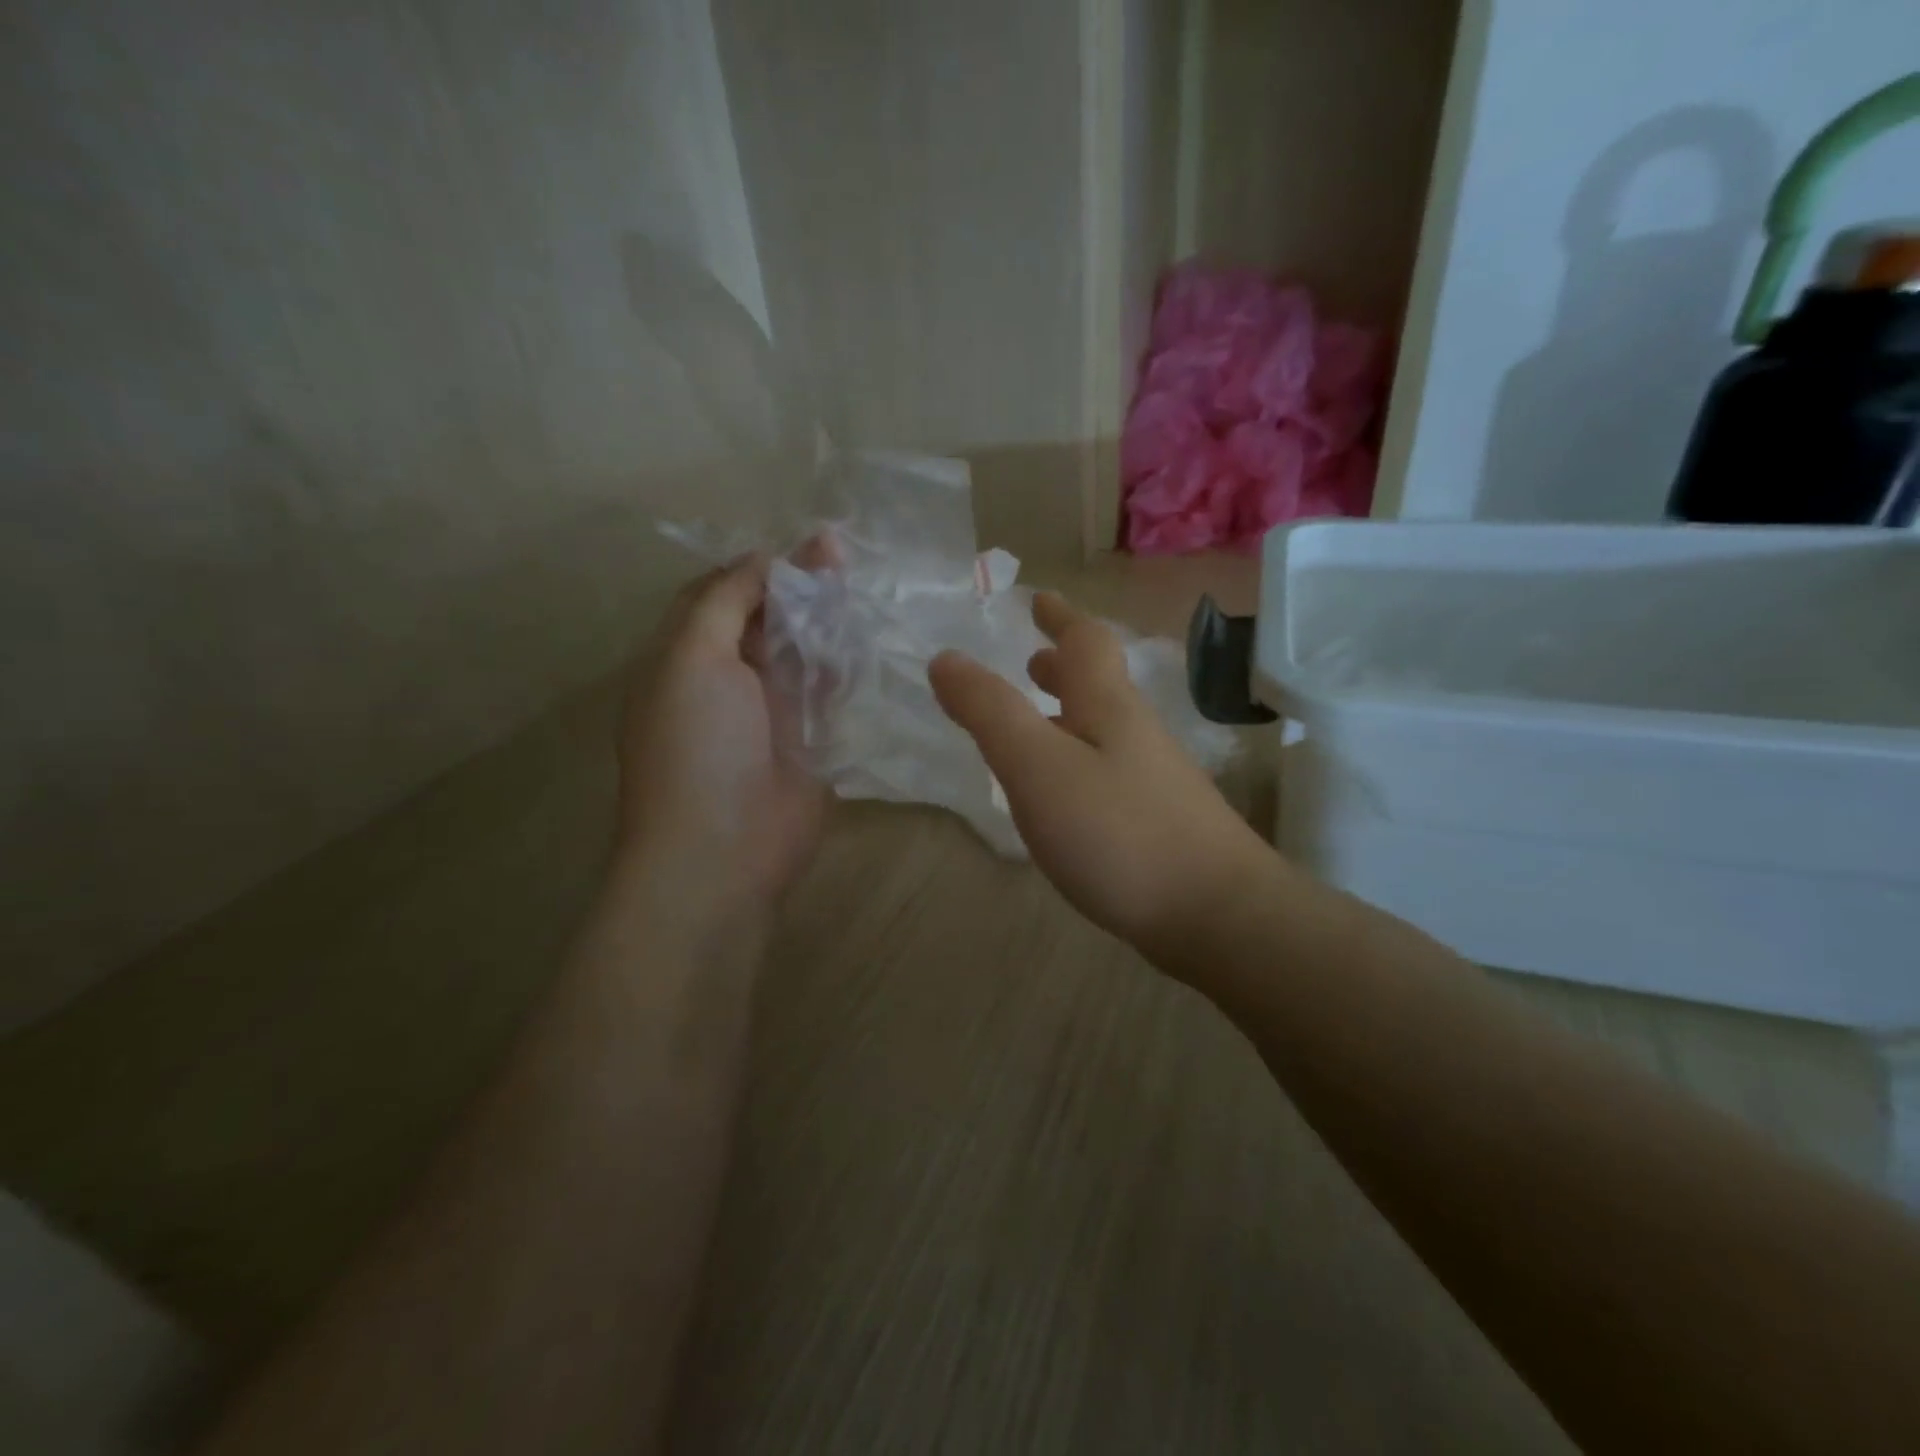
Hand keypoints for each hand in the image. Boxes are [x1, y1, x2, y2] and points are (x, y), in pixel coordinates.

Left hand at [617, 556, 826, 917]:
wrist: (725, 848)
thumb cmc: (696, 745)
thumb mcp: (691, 656)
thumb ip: (725, 600)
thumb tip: (765, 559)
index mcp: (684, 656)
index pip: (721, 594)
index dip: (758, 566)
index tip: (802, 541)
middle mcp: (726, 678)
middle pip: (766, 618)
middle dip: (799, 586)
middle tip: (842, 553)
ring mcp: (770, 710)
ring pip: (800, 650)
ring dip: (825, 620)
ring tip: (859, 582)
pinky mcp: (809, 739)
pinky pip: (827, 690)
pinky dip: (843, 663)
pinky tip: (865, 634)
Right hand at [929, 591, 1269, 960]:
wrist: (1217, 914)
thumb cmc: (1119, 833)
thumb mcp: (1039, 767)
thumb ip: (990, 713)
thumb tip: (946, 659)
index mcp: (1108, 708)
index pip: (1085, 642)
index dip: (1060, 617)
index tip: (1039, 600)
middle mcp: (1136, 734)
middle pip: (1100, 685)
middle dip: (1064, 667)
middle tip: (1034, 660)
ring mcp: (1155, 780)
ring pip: (1105, 730)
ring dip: (1070, 714)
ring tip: (1041, 722)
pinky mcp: (1161, 823)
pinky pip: (1110, 771)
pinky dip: (1080, 760)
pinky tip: (1067, 795)